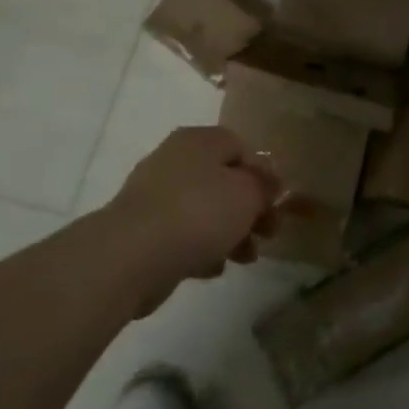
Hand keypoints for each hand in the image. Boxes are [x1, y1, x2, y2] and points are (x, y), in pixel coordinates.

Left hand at [107, 127, 282, 311]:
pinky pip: (182, 234)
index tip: (277, 205)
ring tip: (245, 259)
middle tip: (268, 234)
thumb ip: (265, 186)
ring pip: (204, 210)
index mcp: (200, 140)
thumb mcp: (247, 194)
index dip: (264, 176)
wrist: (131, 256)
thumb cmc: (198, 213)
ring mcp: (155, 195)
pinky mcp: (142, 230)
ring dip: (230, 232)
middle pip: (223, 180)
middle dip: (250, 209)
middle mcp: (176, 159)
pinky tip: (213, 268)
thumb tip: (271, 182)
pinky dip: (201, 249)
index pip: (241, 148)